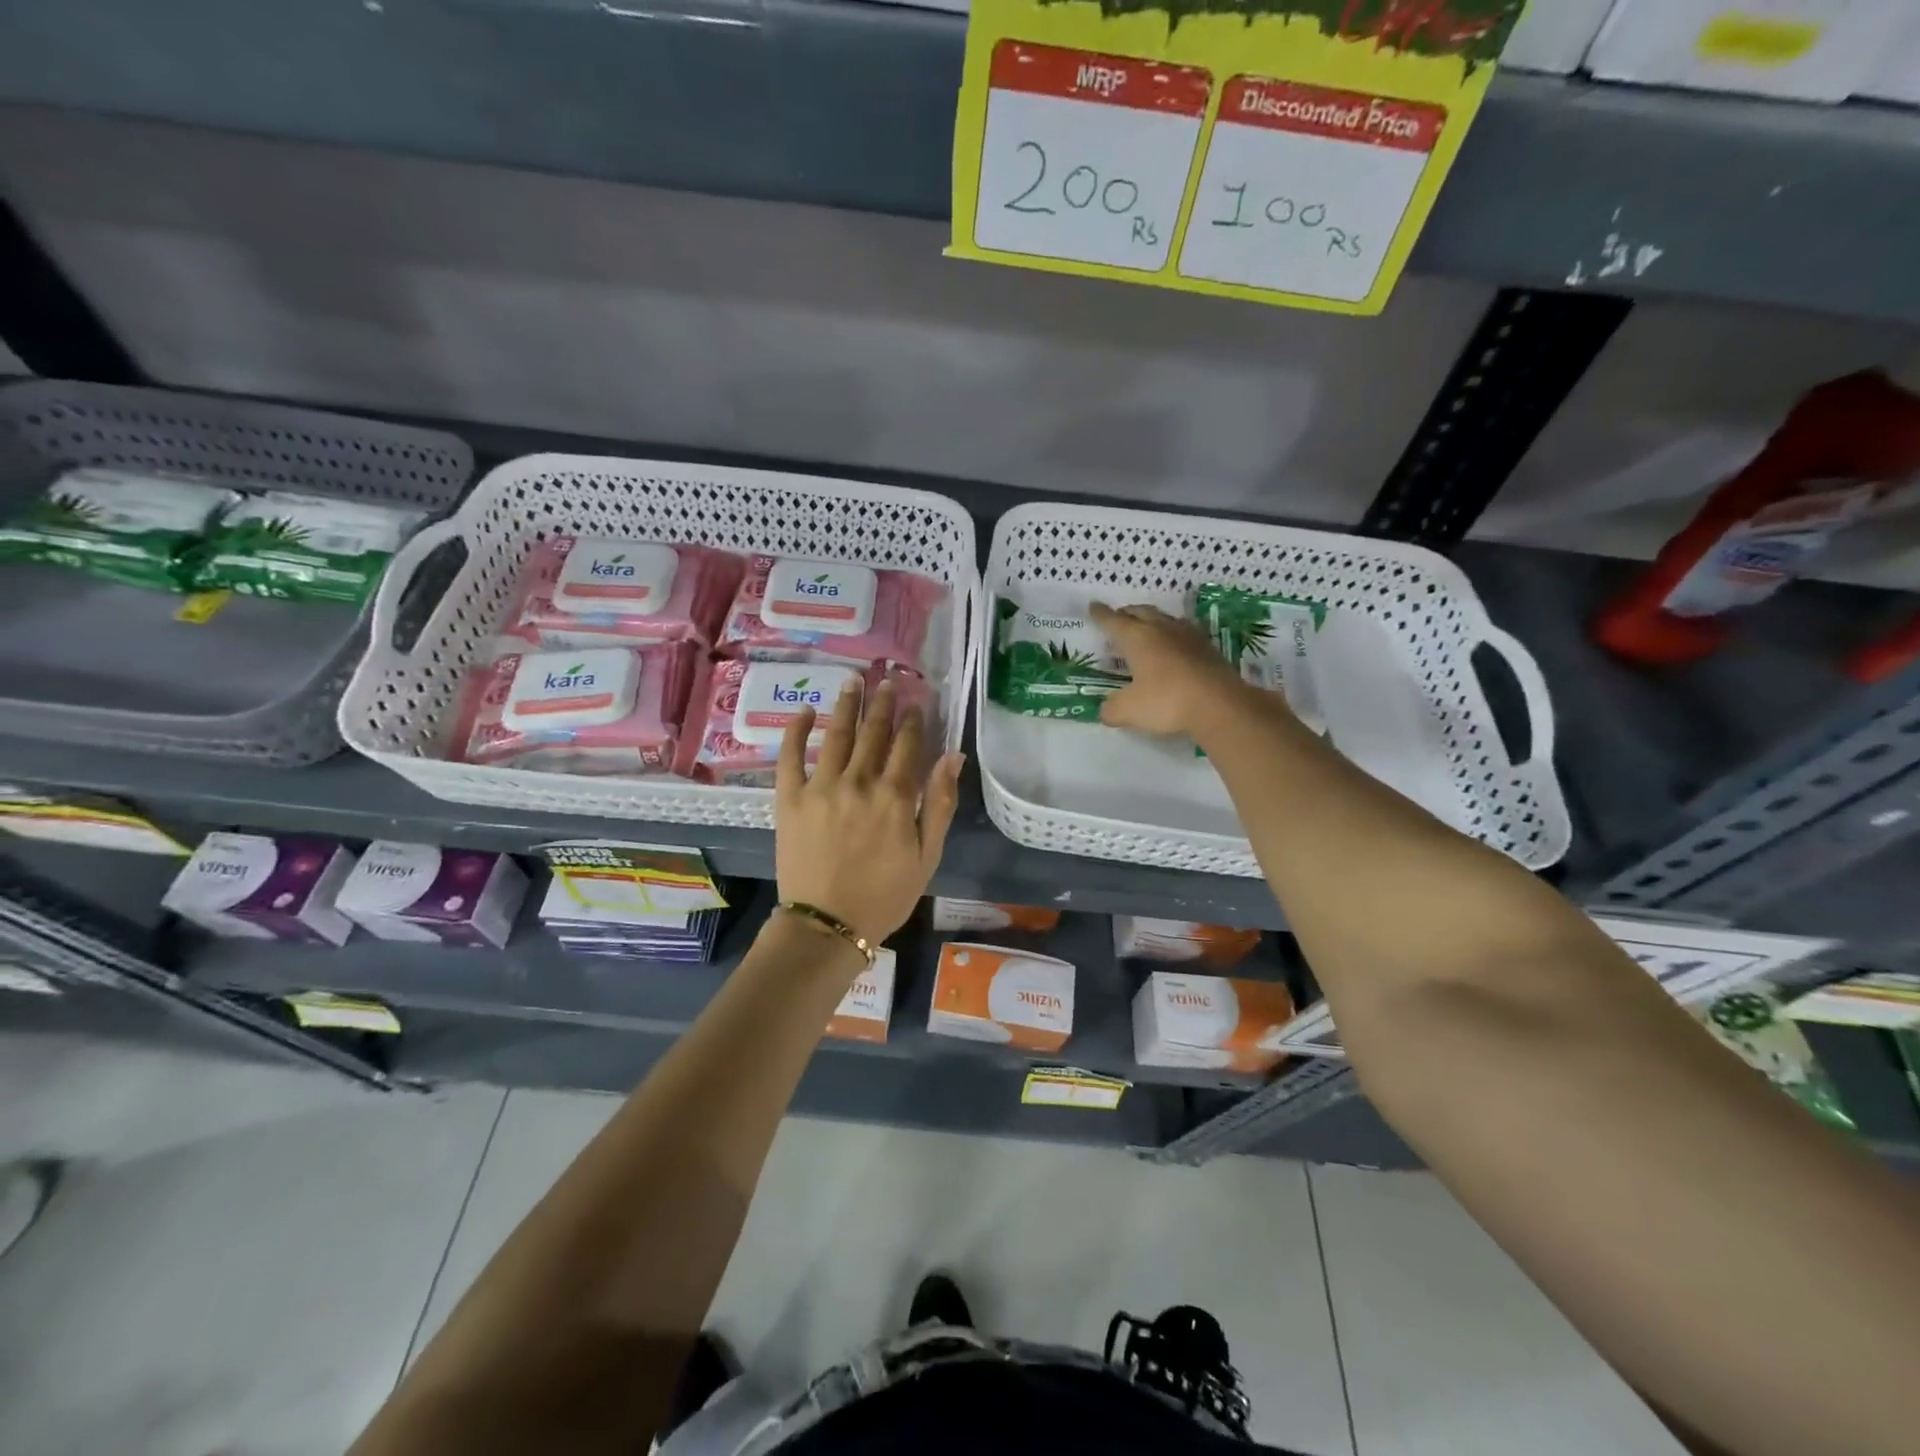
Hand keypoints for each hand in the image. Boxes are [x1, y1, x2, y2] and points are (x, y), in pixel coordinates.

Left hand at [774, 677, 964, 944]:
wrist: (827, 925)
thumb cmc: (885, 895)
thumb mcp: (927, 855)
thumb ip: (940, 802)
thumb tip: (953, 756)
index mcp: (895, 796)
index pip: (908, 745)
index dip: (914, 720)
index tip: (916, 701)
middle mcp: (859, 781)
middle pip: (873, 733)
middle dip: (883, 704)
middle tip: (887, 681)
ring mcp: (821, 787)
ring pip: (836, 735)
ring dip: (847, 705)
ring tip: (853, 681)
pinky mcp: (789, 798)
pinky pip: (790, 756)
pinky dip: (797, 731)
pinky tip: (806, 711)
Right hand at [1090, 602, 1251, 739]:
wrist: (1220, 705)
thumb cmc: (1167, 702)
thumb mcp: (1128, 710)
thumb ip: (1112, 709)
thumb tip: (1106, 710)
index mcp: (1137, 638)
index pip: (1113, 621)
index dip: (1101, 615)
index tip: (1093, 607)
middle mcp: (1162, 629)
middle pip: (1141, 612)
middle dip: (1127, 613)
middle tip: (1118, 617)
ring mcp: (1189, 637)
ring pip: (1165, 619)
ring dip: (1152, 620)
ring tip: (1146, 628)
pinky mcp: (1208, 649)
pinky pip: (1184, 633)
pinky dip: (1172, 635)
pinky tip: (1174, 645)